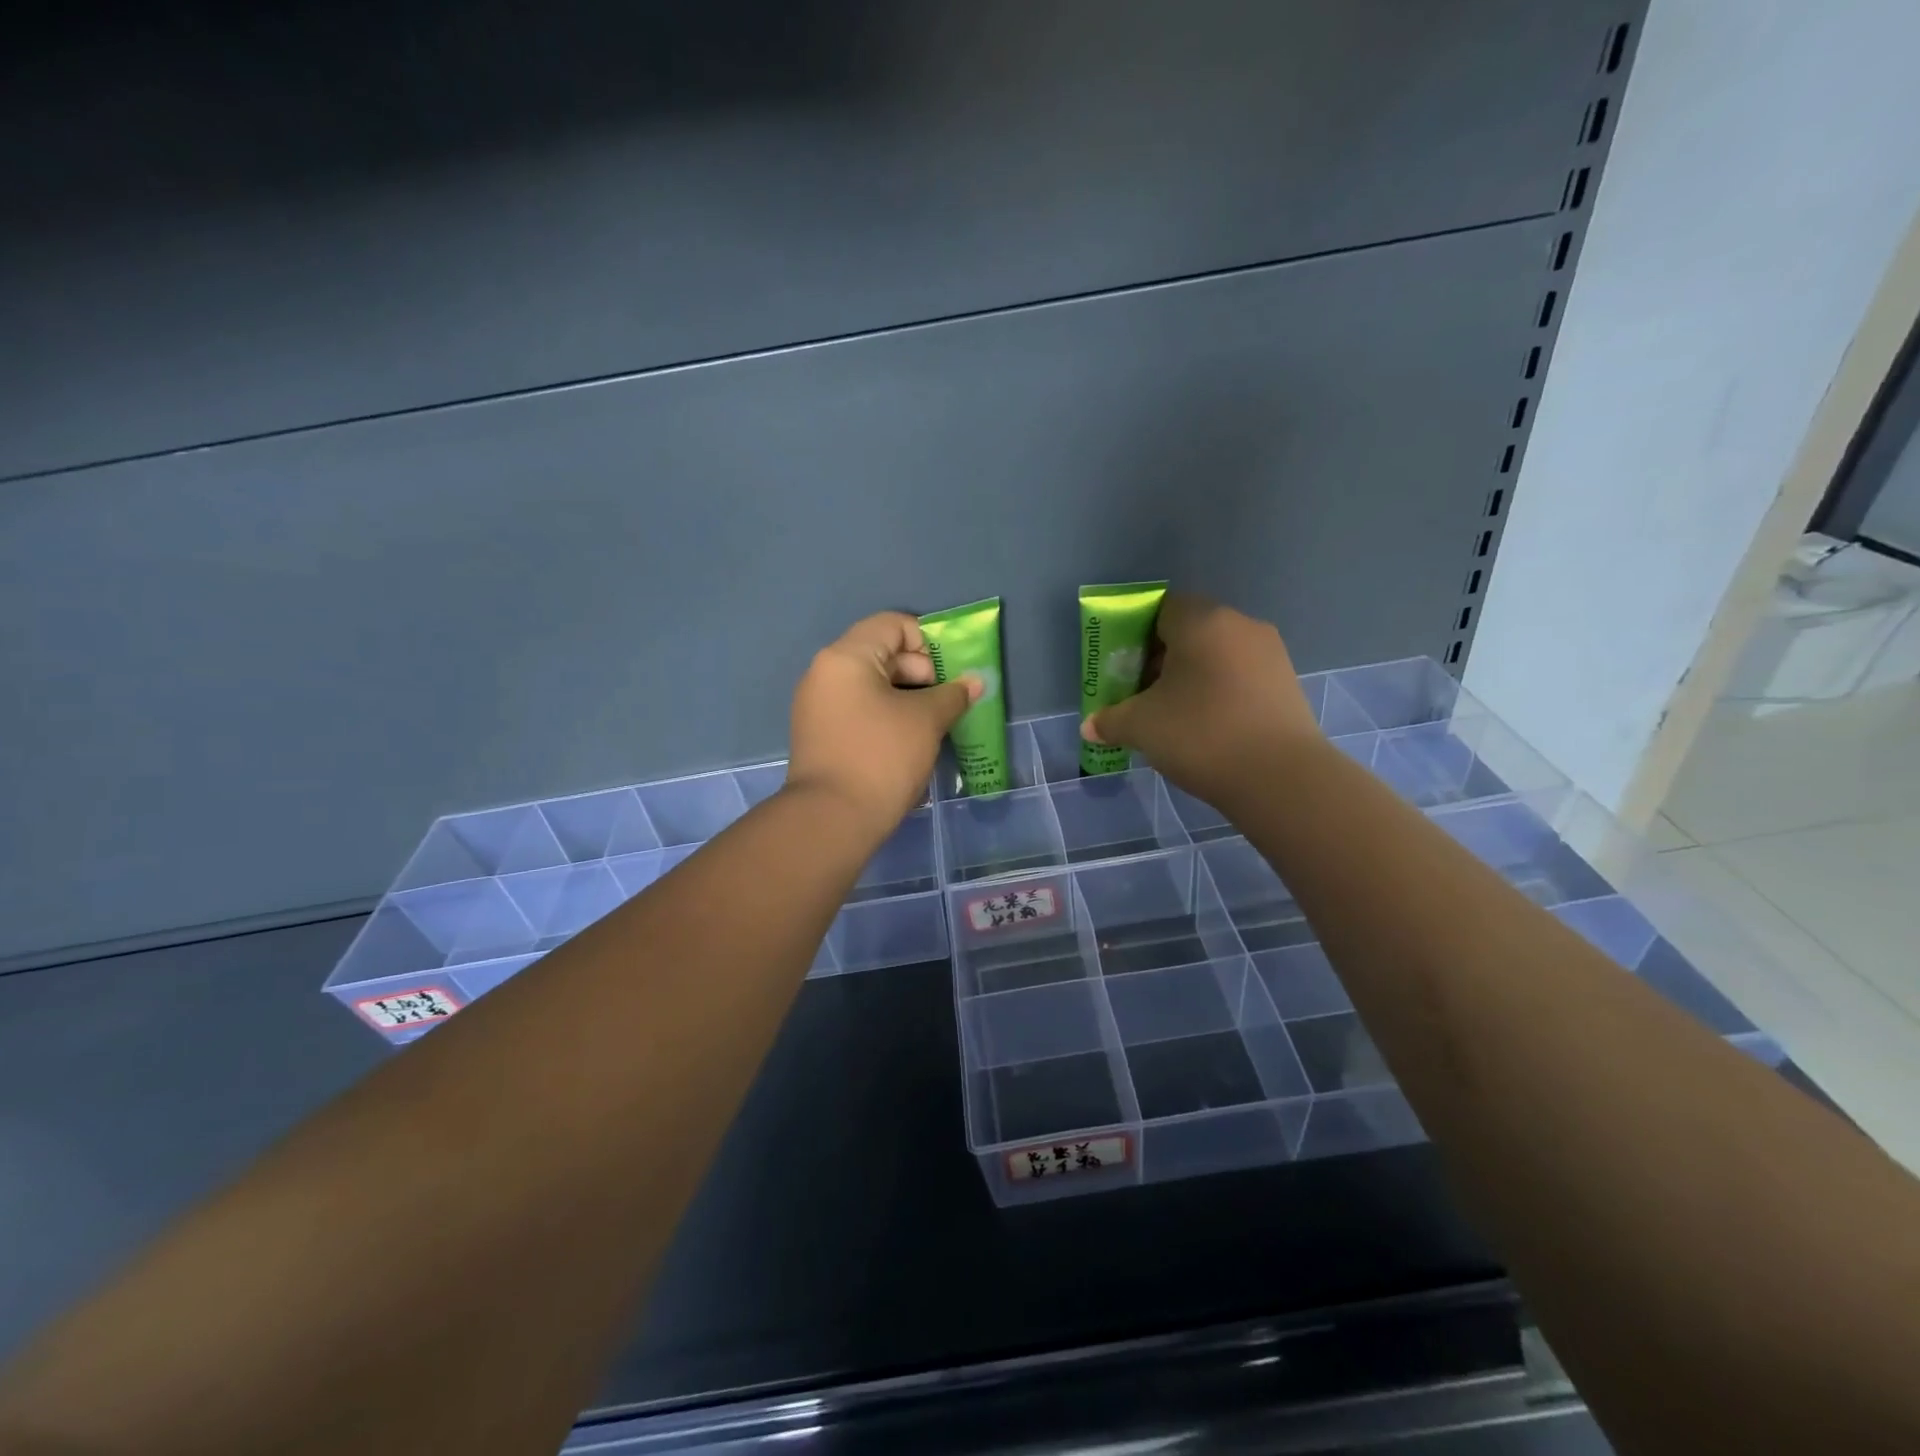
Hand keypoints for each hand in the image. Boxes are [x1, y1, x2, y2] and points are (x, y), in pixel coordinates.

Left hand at [788, 612, 980, 832]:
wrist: (831, 819)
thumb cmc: (882, 757)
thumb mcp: (926, 721)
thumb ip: (953, 695)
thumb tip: (975, 682)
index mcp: (846, 657)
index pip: (893, 624)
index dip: (928, 643)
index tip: (948, 675)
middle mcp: (825, 673)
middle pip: (882, 652)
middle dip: (921, 673)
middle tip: (944, 704)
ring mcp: (817, 705)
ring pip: (872, 684)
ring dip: (907, 697)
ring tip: (932, 725)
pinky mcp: (820, 734)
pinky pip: (859, 709)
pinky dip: (886, 715)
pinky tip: (907, 742)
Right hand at [1080, 592, 1319, 807]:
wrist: (1280, 778)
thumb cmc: (1201, 735)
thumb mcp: (1141, 727)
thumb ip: (1110, 720)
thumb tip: (1089, 727)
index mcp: (1201, 622)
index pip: (1161, 608)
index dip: (1136, 634)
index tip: (1123, 667)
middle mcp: (1239, 626)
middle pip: (1189, 631)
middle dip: (1161, 658)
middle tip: (1141, 693)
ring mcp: (1269, 654)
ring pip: (1216, 654)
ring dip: (1190, 677)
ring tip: (1172, 714)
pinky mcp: (1286, 683)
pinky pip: (1239, 676)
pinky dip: (1218, 691)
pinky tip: (1205, 726)